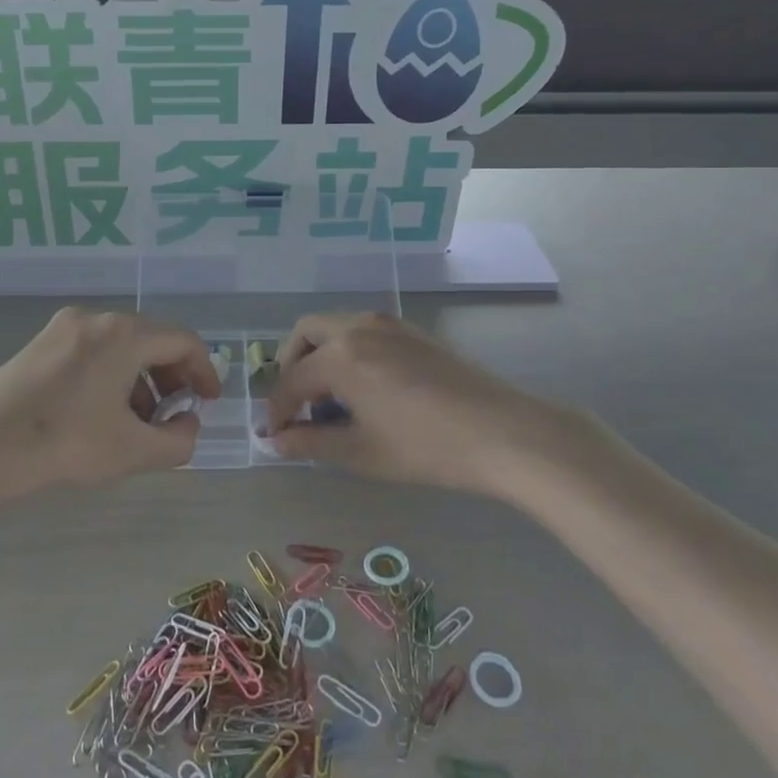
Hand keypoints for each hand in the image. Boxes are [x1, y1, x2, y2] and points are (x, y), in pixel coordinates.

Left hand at [0, 308, 219, 501]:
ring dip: (140, 378)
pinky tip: (100, 412)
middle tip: (174, 414)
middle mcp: (96, 318)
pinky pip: (92, 350)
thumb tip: (187, 423)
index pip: (183, 341)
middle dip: (171, 376)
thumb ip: (179, 440)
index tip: (209, 402)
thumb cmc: (64, 443)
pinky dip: (110, 374)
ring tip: (136, 421)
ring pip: (120, 345)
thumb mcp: (133, 451)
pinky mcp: (39, 343)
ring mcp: (63, 327)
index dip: (204, 371)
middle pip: (151, 339)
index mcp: (125, 334)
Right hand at [266, 313, 574, 492]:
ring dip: (320, 354)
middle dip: (291, 365)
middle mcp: (358, 328)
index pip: (291, 380)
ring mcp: (388, 324)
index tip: (275, 435)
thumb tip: (276, 441)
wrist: (502, 432)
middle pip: (306, 333)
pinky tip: (364, 388)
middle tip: (296, 403)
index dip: (277, 409)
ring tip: (329, 398)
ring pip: (336, 327)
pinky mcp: (412, 331)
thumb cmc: (425, 447)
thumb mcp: (361, 452)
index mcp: (340, 356)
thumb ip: (311, 443)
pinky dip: (348, 350)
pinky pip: (363, 330)